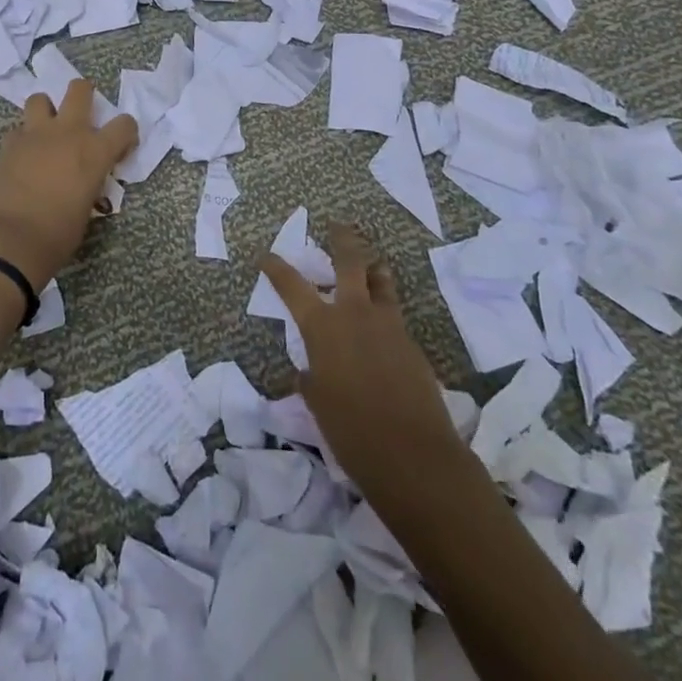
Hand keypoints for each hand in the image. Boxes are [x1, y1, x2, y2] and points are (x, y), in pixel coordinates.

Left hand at [0, 79, 138, 290]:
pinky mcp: (8, 145)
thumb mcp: (87, 209)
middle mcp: (68, 132)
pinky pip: (17, 130)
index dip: (126, 133)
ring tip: (46, 131)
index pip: (125, 124)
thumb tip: (83, 182)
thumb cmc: (57, 235)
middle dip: (84, 94)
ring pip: (40, 99)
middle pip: (80, 90)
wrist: (10, 240)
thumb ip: (89, 184)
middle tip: (82, 115)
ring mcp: (34, 134)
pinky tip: (22, 157)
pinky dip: (22, 139)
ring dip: (46, 111)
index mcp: (96, 151)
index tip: (120, 148)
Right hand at [261, 222, 470, 513]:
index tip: (266, 256)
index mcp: (323, 327)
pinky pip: (394, 314)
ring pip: (380, 281)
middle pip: (349, 262)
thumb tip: (310, 371)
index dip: (277, 269)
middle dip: (341, 240)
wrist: (414, 455)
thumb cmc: (351, 431)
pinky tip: (382, 325)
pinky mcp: (411, 343)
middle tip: (337, 225)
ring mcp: (388, 325)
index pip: (293, 287)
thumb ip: (312, 379)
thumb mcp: (318, 404)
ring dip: (373, 269)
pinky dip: (385, 308)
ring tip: (371, 264)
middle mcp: (355, 314)